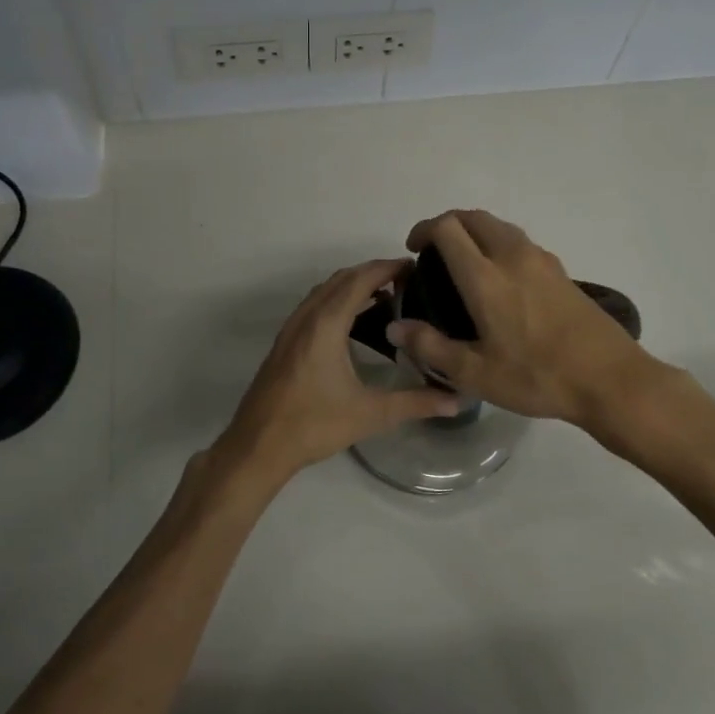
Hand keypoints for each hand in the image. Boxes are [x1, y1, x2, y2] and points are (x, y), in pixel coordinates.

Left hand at [212, 258, 462, 486]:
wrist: (257, 446)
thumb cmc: (313, 425)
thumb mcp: (369, 414)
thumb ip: (415, 403)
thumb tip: (456, 401)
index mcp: (326, 324)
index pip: (360, 280)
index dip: (387, 268)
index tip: (416, 267)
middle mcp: (306, 317)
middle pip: (341, 279)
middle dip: (373, 273)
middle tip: (407, 282)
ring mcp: (291, 328)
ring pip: (324, 291)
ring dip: (352, 285)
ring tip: (386, 298)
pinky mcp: (285, 342)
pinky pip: (314, 306)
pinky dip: (336, 300)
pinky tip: (353, 324)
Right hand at [387, 209, 664, 426]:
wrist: (610, 380)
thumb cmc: (538, 377)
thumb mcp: (475, 373)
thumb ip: (430, 347)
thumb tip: (394, 327)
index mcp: (486, 277)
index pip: (448, 228)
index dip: (424, 230)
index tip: (413, 250)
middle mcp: (513, 257)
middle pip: (474, 217)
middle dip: (447, 224)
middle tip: (432, 251)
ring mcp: (542, 260)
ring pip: (499, 226)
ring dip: (474, 232)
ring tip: (462, 262)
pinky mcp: (561, 271)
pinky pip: (519, 242)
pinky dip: (497, 244)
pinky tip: (499, 280)